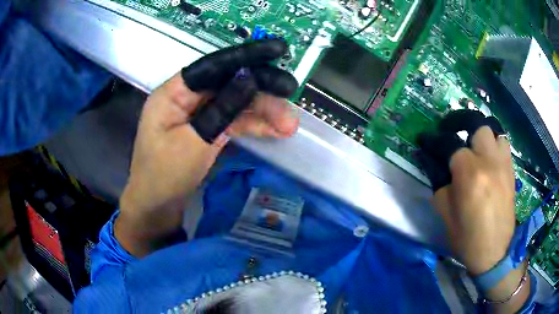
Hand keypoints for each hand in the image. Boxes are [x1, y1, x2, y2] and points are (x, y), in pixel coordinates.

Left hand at [117, 39, 298, 256]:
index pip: (212, 66)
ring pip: (235, 103)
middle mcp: (186, 98)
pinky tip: (275, 131)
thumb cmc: (164, 176)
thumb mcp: (194, 143)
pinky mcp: (208, 129)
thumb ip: (222, 109)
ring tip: (289, 125)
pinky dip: (253, 125)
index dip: (245, 56)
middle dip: (261, 91)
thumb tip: (250, 79)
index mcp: (173, 93)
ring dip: (263, 112)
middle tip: (290, 94)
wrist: (156, 207)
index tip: (277, 51)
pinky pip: (233, 120)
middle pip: (229, 83)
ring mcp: (198, 114)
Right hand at [417, 110, 528, 310]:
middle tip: (454, 134)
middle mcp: (488, 161)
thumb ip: (439, 181)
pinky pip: (503, 146)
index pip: (449, 143)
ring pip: (494, 131)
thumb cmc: (466, 237)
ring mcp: (503, 164)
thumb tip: (434, 162)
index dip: (435, 140)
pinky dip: (494, 145)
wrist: (494, 253)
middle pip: (476, 125)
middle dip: (462, 126)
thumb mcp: (445, 212)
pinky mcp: (511, 171)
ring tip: (476, 147)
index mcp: (469, 173)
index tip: (426, 139)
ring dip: (482, 135)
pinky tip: (489, 159)